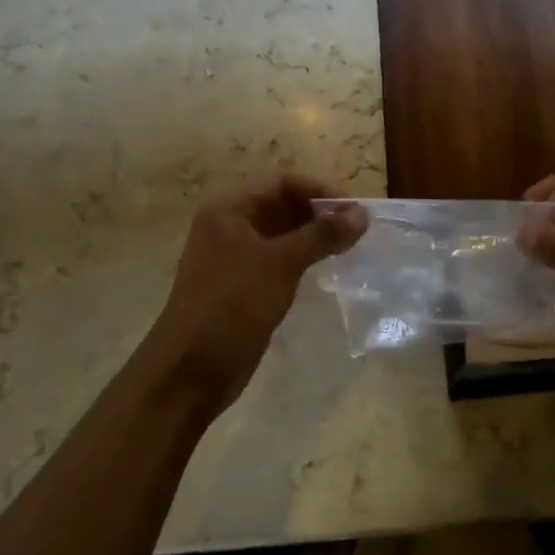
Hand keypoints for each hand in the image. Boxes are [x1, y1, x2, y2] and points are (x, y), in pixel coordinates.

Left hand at [143, 176, 367, 416]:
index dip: (319, 191)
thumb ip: (322, 235)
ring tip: (350, 248)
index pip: (281, 184)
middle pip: (282, 208)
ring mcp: (235, 261)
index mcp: (229, 212)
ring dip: (314, 239)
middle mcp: (230, 229)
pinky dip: (304, 261)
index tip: (355, 210)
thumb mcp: (280, 263)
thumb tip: (363, 214)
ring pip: (282, 237)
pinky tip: (327, 270)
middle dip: (319, 215)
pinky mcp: (244, 289)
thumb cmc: (232, 305)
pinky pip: (279, 264)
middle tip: (359, 231)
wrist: (191, 371)